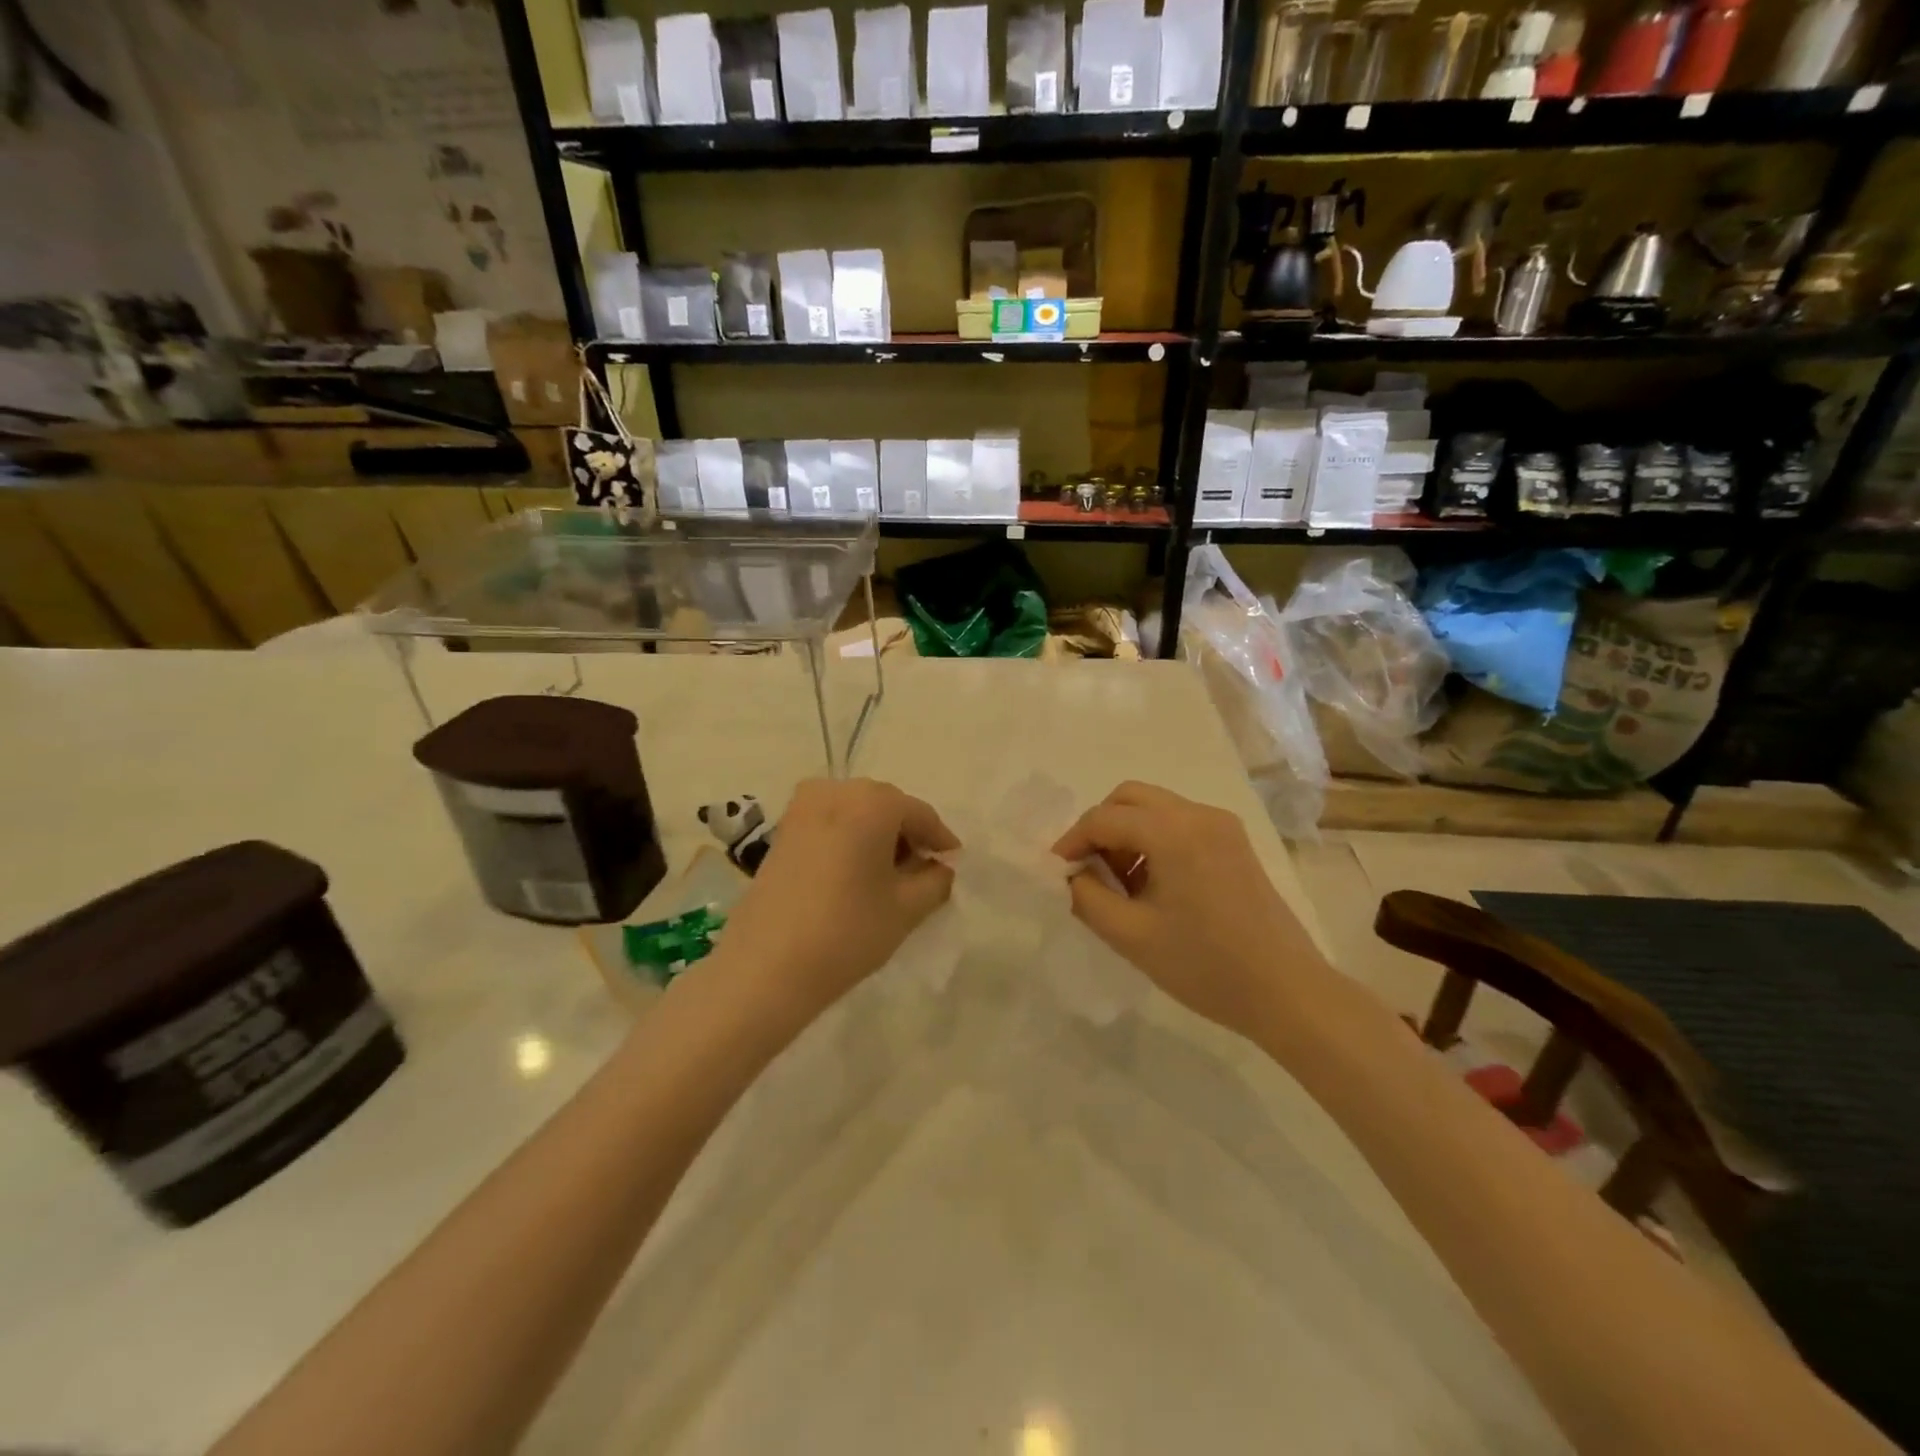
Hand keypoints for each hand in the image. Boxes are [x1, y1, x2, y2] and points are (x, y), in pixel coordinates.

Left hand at [713, 778, 957, 1022]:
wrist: (765, 966)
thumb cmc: (847, 931)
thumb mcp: (907, 909)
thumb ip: (936, 880)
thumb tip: (939, 868)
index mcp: (873, 801)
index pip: (921, 814)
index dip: (941, 841)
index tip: (953, 866)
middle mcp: (836, 791)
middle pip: (887, 807)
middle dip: (907, 835)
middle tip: (922, 873)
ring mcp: (802, 807)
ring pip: (856, 813)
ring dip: (877, 837)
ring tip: (888, 877)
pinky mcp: (782, 829)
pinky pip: (830, 823)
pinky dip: (849, 840)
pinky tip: (855, 875)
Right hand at [1052, 781, 1326, 1037]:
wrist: (1288, 992)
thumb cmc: (1206, 966)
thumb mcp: (1131, 936)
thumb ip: (1087, 898)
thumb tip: (1070, 876)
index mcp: (1173, 831)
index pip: (1103, 818)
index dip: (1072, 842)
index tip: (1057, 873)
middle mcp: (1198, 814)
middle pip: (1129, 798)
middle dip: (1099, 828)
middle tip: (1087, 871)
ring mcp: (1222, 826)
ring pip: (1155, 808)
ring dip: (1126, 834)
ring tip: (1119, 885)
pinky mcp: (1234, 843)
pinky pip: (1179, 824)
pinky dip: (1153, 841)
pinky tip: (1152, 885)